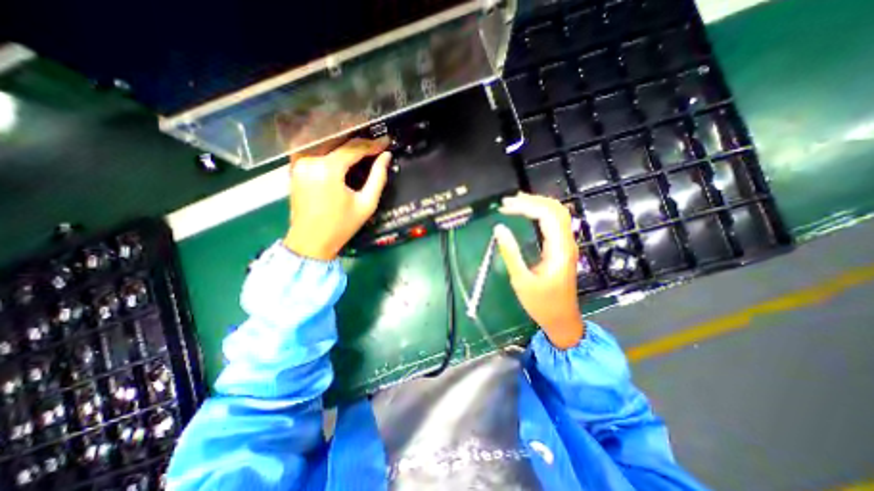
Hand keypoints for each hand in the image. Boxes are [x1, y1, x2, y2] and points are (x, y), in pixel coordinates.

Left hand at [284, 139, 391, 261]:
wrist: (310, 242)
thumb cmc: (342, 226)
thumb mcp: (366, 204)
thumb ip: (378, 178)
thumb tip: (386, 157)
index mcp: (328, 169)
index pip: (354, 148)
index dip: (372, 144)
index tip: (386, 142)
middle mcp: (310, 160)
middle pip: (338, 141)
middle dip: (359, 141)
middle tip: (376, 144)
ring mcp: (299, 163)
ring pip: (325, 142)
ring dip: (343, 141)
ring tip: (361, 145)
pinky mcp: (294, 168)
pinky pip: (314, 149)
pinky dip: (328, 147)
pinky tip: (340, 149)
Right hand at [495, 192, 581, 348]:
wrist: (562, 319)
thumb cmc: (542, 303)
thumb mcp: (521, 280)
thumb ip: (511, 253)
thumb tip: (499, 228)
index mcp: (559, 250)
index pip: (547, 215)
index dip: (526, 206)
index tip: (505, 207)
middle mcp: (567, 243)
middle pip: (555, 209)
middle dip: (531, 201)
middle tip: (507, 202)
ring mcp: (566, 245)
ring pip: (557, 214)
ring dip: (537, 205)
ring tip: (514, 203)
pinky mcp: (562, 248)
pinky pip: (554, 223)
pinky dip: (540, 214)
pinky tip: (527, 213)